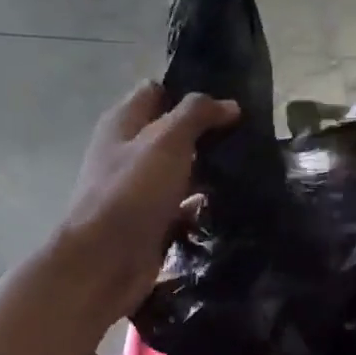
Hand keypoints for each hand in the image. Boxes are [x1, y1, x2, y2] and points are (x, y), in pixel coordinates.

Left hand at [57, 81, 239, 321]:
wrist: (104, 262)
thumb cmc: (131, 192)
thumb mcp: (166, 141)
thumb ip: (196, 115)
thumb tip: (230, 105)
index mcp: (123, 124)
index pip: (157, 92)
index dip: (190, 92)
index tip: (230, 101)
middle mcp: (129, 153)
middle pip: (173, 133)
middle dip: (208, 134)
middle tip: (250, 136)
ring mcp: (140, 190)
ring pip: (182, 170)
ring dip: (210, 170)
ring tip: (251, 168)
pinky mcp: (153, 221)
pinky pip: (184, 206)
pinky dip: (204, 205)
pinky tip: (236, 204)